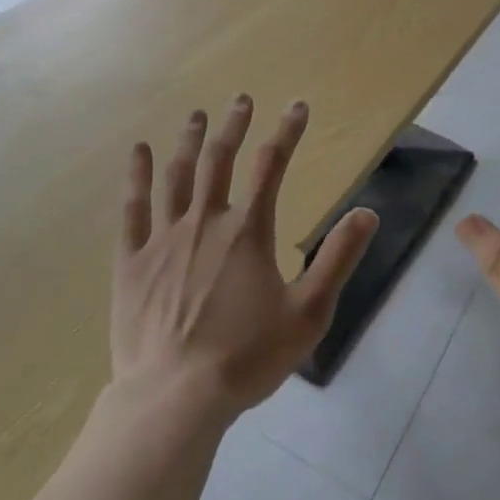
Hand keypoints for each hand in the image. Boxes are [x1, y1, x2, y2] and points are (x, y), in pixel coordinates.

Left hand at [112, 95, 377, 422]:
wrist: (174, 400)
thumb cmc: (246, 357)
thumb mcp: (308, 313)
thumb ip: (338, 259)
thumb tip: (368, 213)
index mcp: (247, 231)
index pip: (273, 165)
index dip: (287, 132)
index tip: (297, 106)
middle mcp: (205, 222)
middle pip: (221, 159)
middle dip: (234, 125)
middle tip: (241, 99)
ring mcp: (164, 239)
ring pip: (178, 176)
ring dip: (189, 141)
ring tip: (196, 115)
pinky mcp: (131, 261)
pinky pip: (133, 208)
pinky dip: (137, 177)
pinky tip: (139, 152)